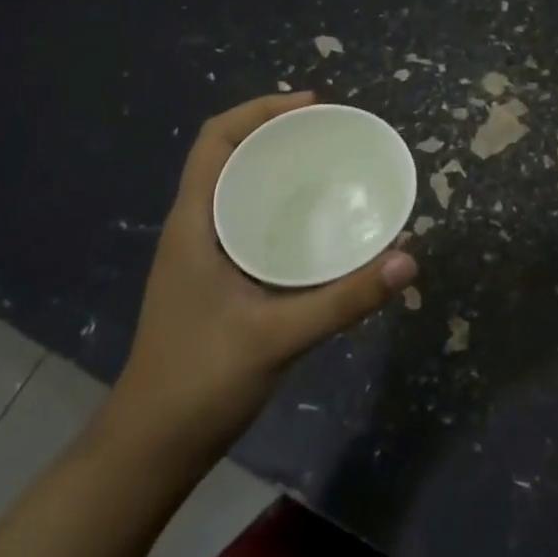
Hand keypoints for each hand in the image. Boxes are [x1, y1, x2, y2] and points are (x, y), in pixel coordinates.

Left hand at [108, 93, 417, 463]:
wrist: (150, 449)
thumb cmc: (200, 382)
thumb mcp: (278, 336)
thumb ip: (344, 299)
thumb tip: (407, 260)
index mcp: (194, 222)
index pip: (216, 139)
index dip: (259, 109)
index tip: (312, 106)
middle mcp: (194, 228)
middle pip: (230, 156)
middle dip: (277, 134)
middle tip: (332, 135)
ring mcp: (201, 255)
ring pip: (239, 190)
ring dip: (277, 170)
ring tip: (330, 169)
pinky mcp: (213, 280)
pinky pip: (247, 222)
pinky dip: (279, 209)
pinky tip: (316, 229)